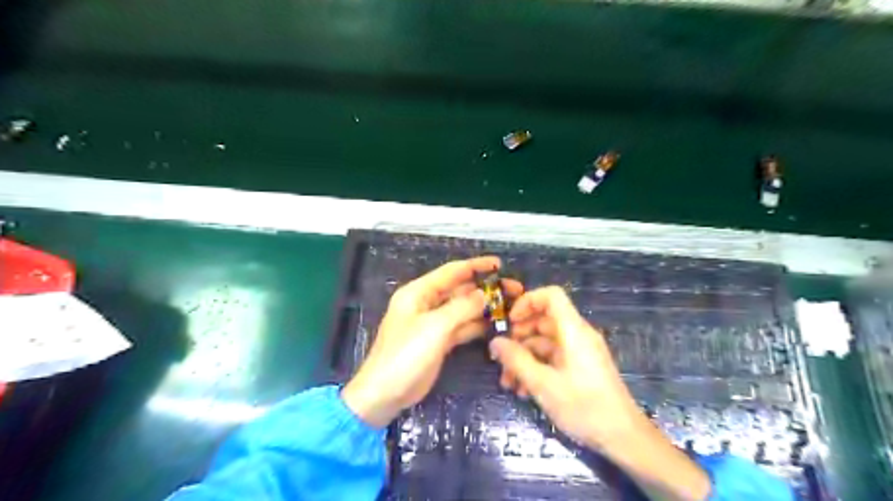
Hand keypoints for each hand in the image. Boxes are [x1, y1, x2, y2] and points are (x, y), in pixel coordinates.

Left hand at [344, 258, 523, 425]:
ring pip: (463, 309)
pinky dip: (477, 325)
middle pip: (460, 290)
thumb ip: (462, 308)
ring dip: (485, 307)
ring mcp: (434, 323)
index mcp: (419, 292)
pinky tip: (497, 324)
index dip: (476, 266)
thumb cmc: (405, 355)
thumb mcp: (434, 327)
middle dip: (486, 288)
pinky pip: (462, 327)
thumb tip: (484, 294)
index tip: (500, 264)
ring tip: (512, 306)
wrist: (385, 393)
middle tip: (514, 290)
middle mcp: (427, 304)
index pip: (452, 272)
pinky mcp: (439, 341)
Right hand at [487, 286, 641, 449]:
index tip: (509, 322)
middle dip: (518, 337)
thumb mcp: (543, 384)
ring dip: (524, 358)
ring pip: (544, 342)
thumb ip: (516, 360)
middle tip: (501, 357)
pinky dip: (536, 368)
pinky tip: (524, 390)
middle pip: (543, 320)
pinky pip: (553, 358)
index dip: (527, 301)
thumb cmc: (584, 406)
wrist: (623, 438)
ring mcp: (579, 352)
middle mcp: (577, 335)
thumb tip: (495, 341)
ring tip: (508, 383)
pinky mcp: (580, 367)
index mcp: (573, 330)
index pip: (551, 296)